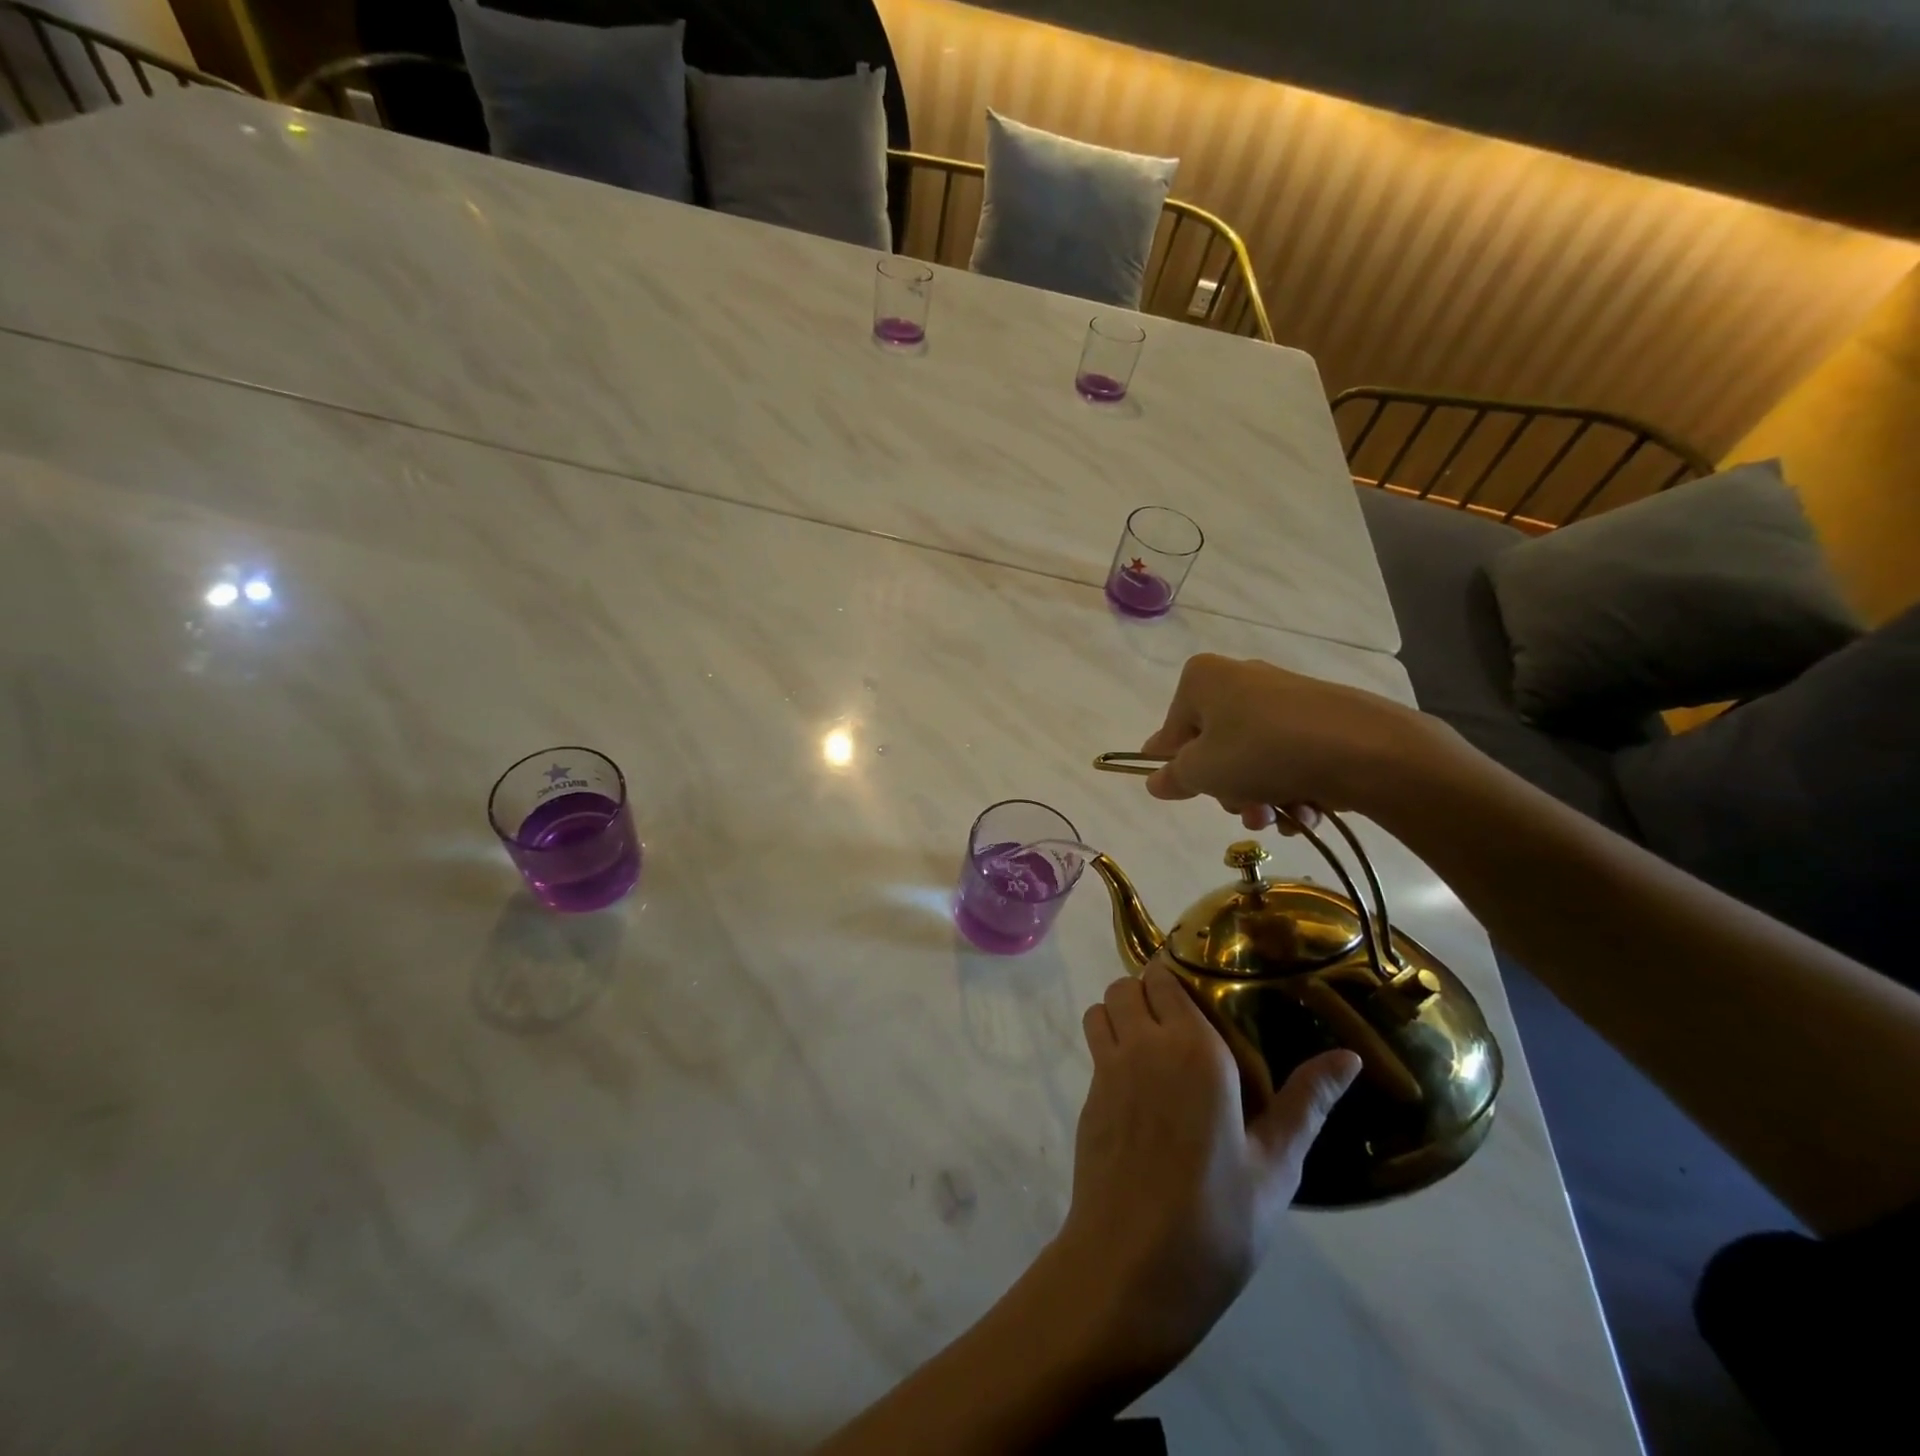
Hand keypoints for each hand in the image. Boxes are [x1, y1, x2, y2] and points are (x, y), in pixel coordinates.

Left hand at [1049, 963, 1360, 1382]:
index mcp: (1195, 1049)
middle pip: (1128, 985)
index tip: (1200, 990)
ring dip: (1121, 1013)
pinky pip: (1094, 1046)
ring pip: (1102, 1008)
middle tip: (1180, 1021)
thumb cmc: (1218, 1217)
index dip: (1176, 977)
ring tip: (1153, 1045)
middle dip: (1148, 991)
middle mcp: (1145, 1044)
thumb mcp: (1276, 1164)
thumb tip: (1350, 1057)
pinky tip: (1137, 1086)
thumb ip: (1307, 1102)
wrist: (1133, 1266)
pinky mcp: (1088, 1097)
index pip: (1166, 978)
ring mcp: (1108, 1069)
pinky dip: (1108, 1044)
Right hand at [1140, 654, 1440, 829]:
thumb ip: (1173, 777)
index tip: (1187, 793)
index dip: (1176, 766)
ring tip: (1278, 818)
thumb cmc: (1261, 752)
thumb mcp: (1202, 772)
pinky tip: (1306, 810)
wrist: (1365, 749)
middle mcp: (1242, 679)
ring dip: (1260, 796)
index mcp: (1203, 679)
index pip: (1172, 729)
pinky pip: (1290, 757)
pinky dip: (1292, 787)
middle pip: (1216, 745)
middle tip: (1241, 808)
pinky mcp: (1322, 718)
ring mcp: (1285, 698)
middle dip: (1228, 788)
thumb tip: (1156, 780)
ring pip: (1254, 757)